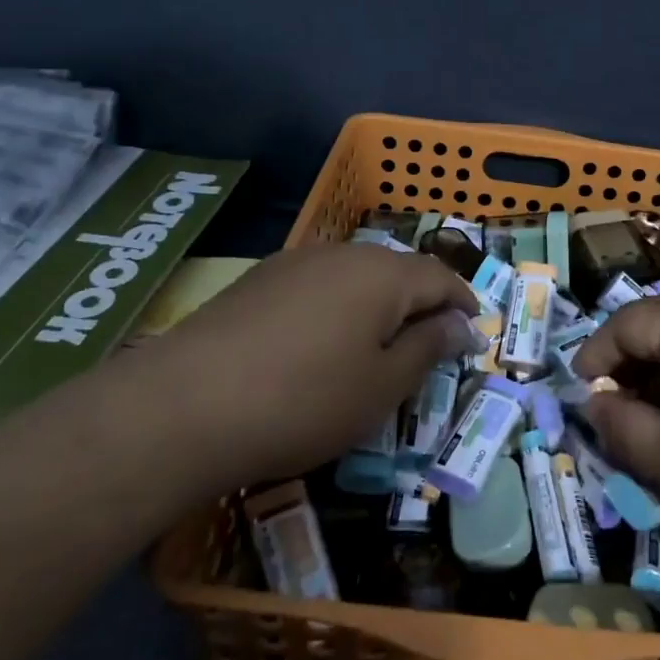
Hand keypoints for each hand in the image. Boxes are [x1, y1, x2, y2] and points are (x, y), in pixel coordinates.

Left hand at [108, 244, 477, 495]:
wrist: (184, 406)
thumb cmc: (305, 400)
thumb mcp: (383, 385)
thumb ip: (429, 347)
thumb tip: (462, 324)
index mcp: (383, 274)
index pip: (440, 276)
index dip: (463, 301)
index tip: (475, 328)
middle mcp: (342, 254)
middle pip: (397, 271)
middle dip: (421, 302)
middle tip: (430, 342)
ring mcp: (295, 262)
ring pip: (355, 276)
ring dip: (378, 304)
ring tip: (378, 344)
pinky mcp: (258, 280)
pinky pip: (317, 285)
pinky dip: (337, 307)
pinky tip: (321, 342)